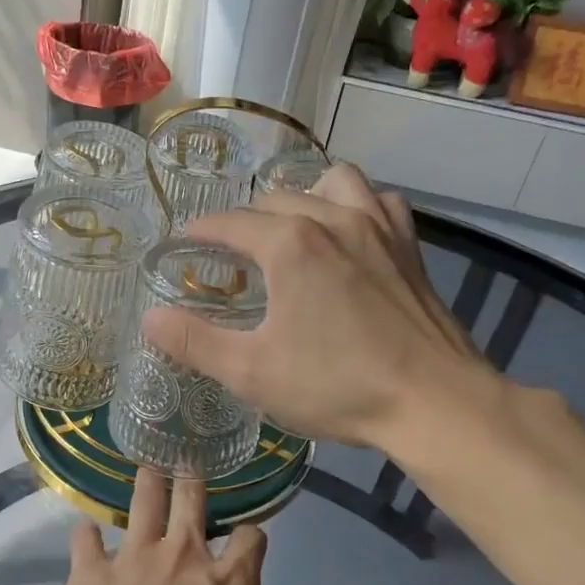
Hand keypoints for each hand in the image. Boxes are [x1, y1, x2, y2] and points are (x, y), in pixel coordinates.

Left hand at [49, 470, 293, 584]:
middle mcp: (183, 557)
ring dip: (147, 483)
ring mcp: (133, 558)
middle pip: (193, 498)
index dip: (252, 537)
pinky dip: (87, 535)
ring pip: (143, 501)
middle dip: (194, 481)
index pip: (251, 538)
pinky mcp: (91, 571)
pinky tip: (86, 533)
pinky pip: (85, 539)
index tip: (247, 543)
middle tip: (189, 469)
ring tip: (148, 468)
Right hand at [140, 163, 503, 450]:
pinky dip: (358, 205)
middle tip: (234, 255)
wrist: (434, 402)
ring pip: (333, 182)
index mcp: (289, 244)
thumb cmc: (337, 386)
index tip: (185, 242)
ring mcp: (378, 226)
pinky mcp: (410, 245)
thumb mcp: (252, 372)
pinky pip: (379, 202)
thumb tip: (149, 318)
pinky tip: (352, 232)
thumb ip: (195, 342)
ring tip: (293, 227)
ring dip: (305, 196)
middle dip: (246, 220)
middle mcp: (332, 218)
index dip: (201, 231)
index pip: (230, 223)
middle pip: (275, 199)